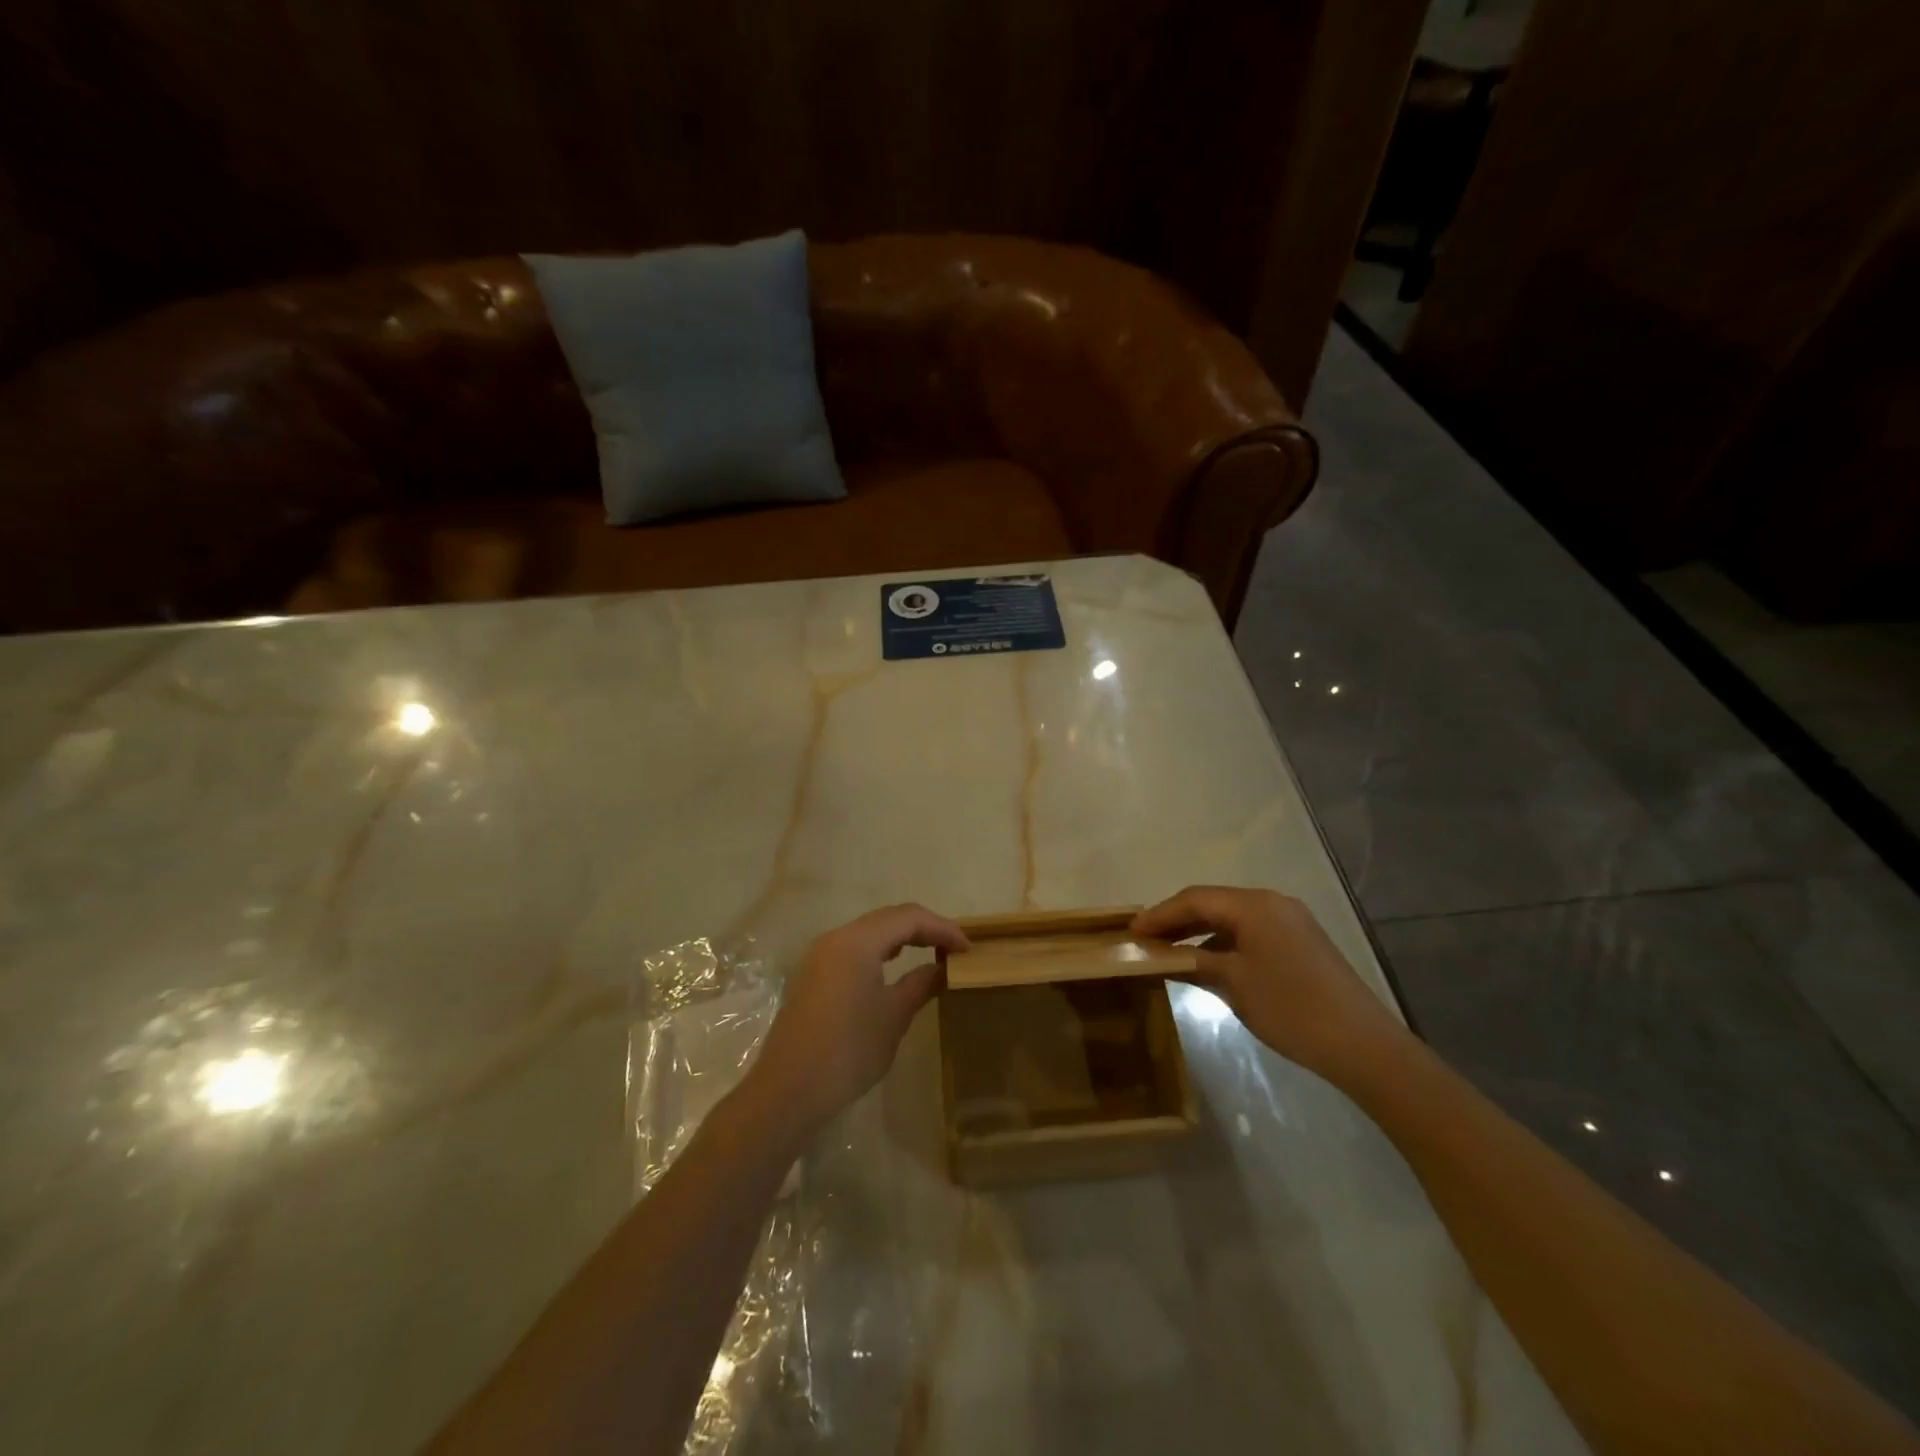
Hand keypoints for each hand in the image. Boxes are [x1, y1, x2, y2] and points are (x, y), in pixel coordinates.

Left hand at [748, 904, 969, 1135]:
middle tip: (954, 948)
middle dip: (924, 928)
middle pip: (888, 918)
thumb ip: (922, 984)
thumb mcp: (893, 1016)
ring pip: (870, 932)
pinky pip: (854, 948)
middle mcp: (835, 938)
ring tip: (932, 953)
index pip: (908, 918)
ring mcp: (820, 956)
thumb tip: (943, 968)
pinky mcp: (813, 975)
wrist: (788, 1092)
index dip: (942, 928)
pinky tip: (895, 966)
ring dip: (902, 937)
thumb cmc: (848, 1051)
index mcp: (856, 941)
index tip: (969, 949)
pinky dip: (881, 950)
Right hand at [1133, 886, 1408, 1084]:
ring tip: (1169, 951)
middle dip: (1176, 919)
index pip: (1195, 898)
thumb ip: (1193, 962)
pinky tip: (1207, 961)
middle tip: (1145, 940)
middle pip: (1213, 902)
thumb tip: (1161, 955)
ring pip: (1232, 917)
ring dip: (1199, 931)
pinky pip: (1250, 931)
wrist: (1363, 1045)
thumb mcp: (1233, 984)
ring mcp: (1290, 921)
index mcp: (1254, 905)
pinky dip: (1223, 942)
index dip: (1159, 914)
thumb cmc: (1290, 1008)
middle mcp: (1272, 903)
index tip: (1130, 931)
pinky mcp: (1300, 942)